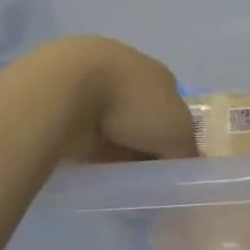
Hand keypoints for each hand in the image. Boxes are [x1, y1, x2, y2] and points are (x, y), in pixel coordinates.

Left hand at [44, 37, 198, 162]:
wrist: (68, 87)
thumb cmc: (132, 104)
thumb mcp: (178, 133)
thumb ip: (186, 150)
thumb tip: (184, 165)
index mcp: (159, 74)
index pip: (173, 109)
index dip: (173, 139)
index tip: (167, 167)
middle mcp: (128, 72)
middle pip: (142, 115)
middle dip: (141, 142)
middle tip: (142, 176)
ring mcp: (93, 82)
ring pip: (111, 121)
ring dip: (112, 143)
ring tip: (114, 174)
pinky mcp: (64, 97)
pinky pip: (84, 127)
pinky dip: (87, 142)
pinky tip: (87, 161)